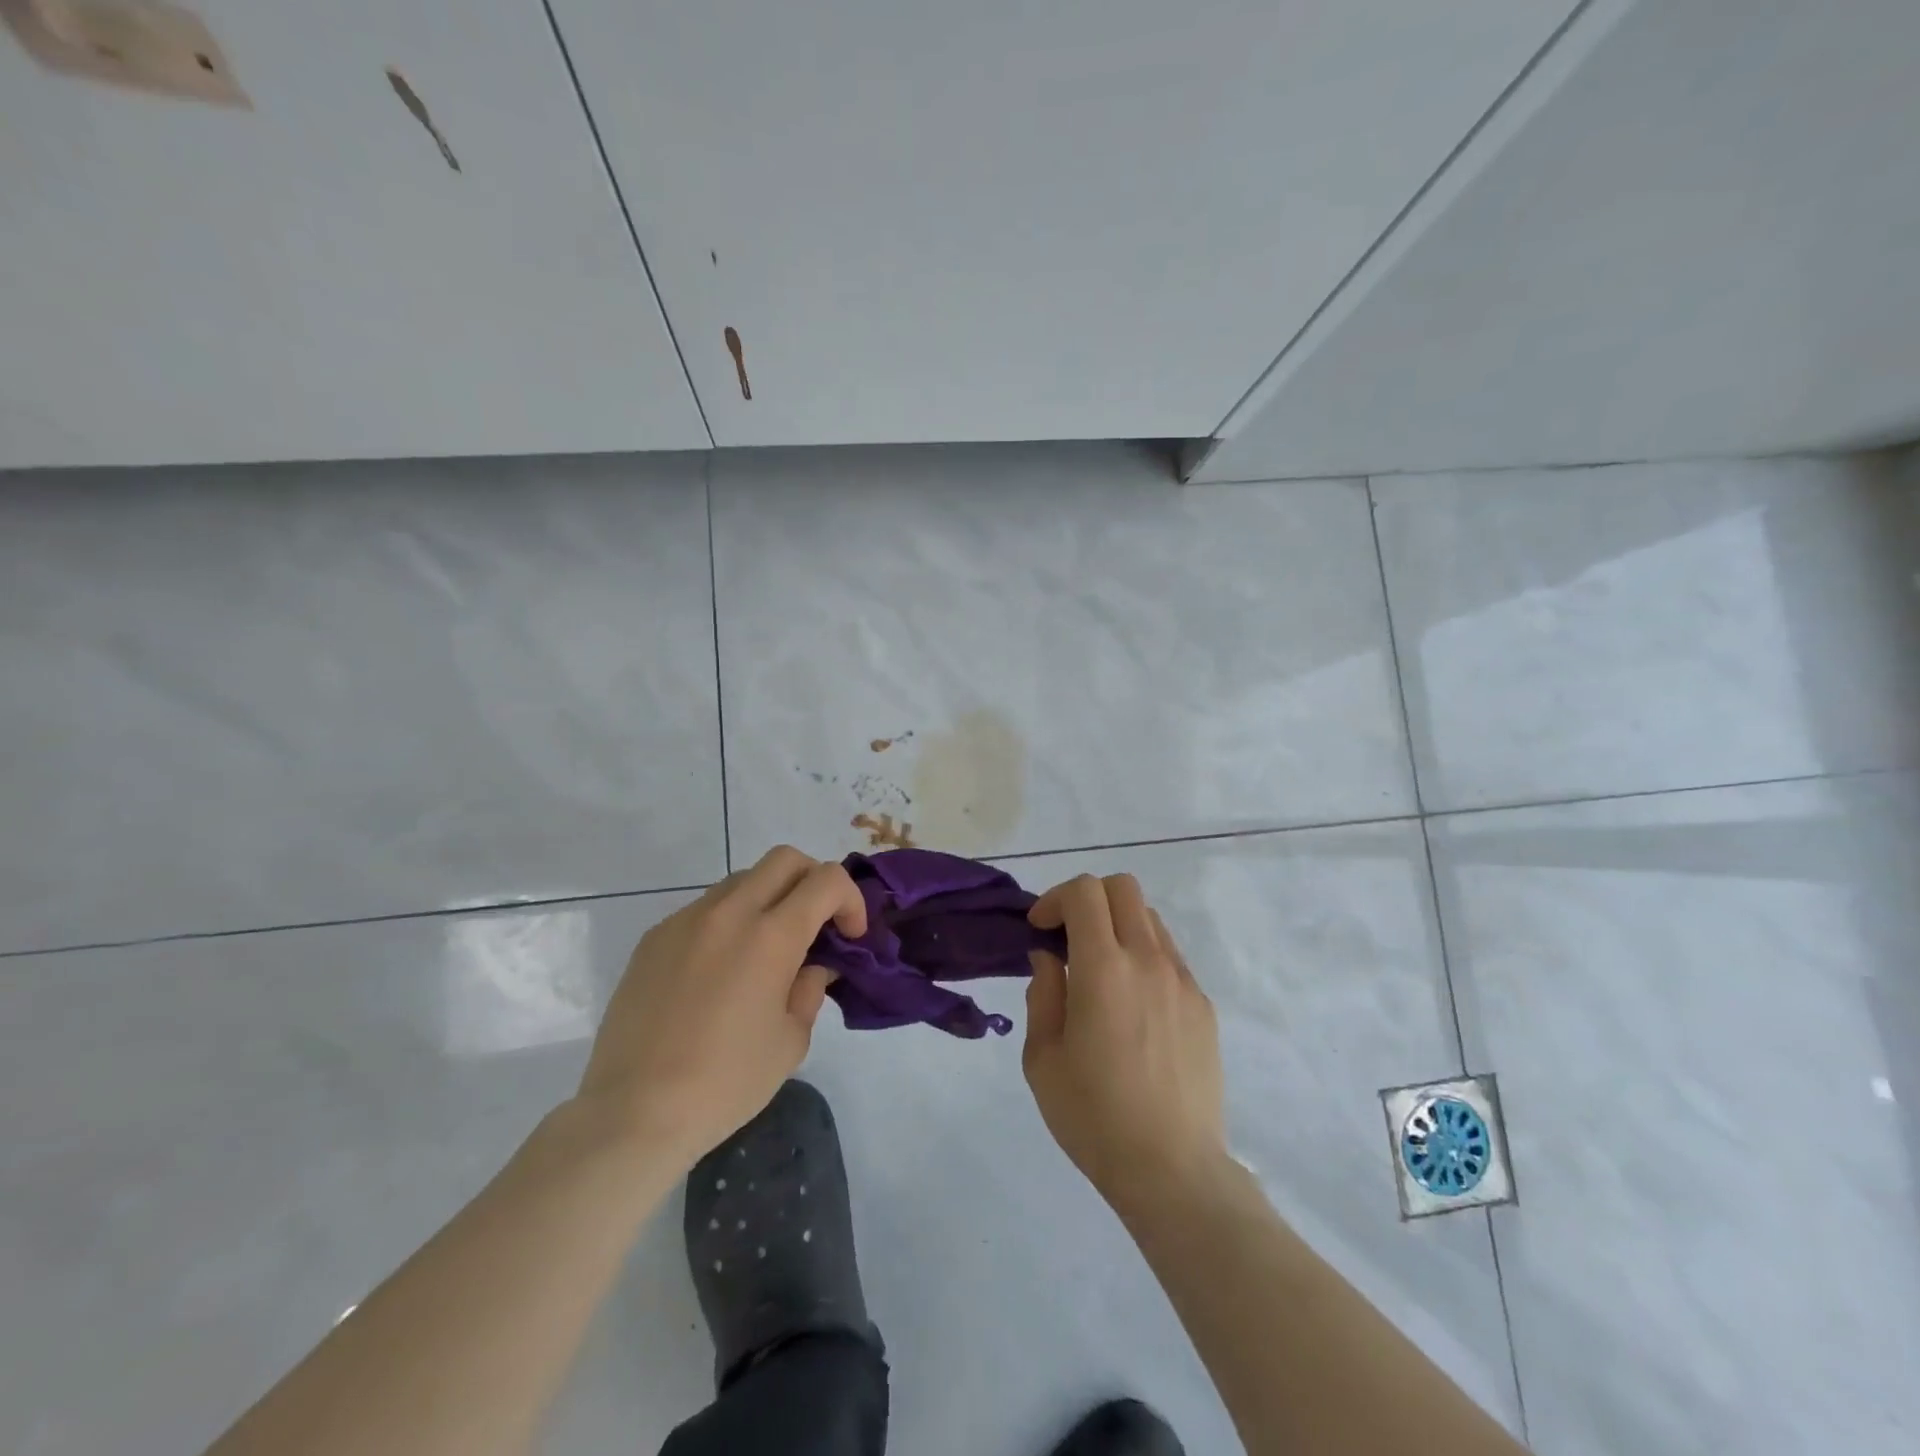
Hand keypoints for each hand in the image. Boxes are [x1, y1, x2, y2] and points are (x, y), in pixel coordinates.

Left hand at [577, 846, 865, 1168]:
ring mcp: (686, 920)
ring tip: (767, 949)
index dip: (850, 900)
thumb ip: (809, 989)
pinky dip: (729, 922)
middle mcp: (729, 913)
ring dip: (769, 898)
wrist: (633, 1112)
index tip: (850, 936)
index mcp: (771, 936)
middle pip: (784, 860)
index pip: (826, 880)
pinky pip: (705, 909)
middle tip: (816, 925)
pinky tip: (721, 971)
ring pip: (742, 879)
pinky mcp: (654, 938)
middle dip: (813, 881)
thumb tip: (811, 966)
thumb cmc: (725, 1082)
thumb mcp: (790, 1040)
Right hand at [1024, 874, 1225, 1209]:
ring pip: (1150, 918)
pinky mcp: (1203, 1005)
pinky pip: (1170, 957)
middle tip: (1068, 938)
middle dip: (1088, 899)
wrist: (1172, 1170)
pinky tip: (1132, 1006)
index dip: (1055, 898)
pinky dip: (1143, 957)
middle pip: (1123, 888)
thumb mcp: (1042, 1058)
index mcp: (1104, 969)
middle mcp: (1148, 961)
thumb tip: (1050, 957)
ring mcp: (1182, 981)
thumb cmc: (1093, 1116)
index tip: (1040, 930)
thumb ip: (1043, 993)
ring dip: (1118, 926)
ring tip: (1101, 972)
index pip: (1085, 892)